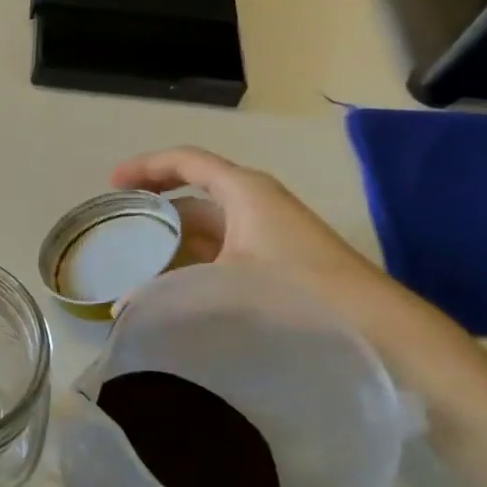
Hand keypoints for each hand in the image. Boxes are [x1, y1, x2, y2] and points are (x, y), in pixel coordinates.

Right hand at [110, 146, 477, 397]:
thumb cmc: (295, 289)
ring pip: (208, 223)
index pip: (185, 161)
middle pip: (193, 192)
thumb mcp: (223, 286)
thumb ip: (167, 295)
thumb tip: (123, 311)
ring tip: (137, 259)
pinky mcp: (275, 258)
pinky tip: (175, 284)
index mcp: (243, 190)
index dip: (145, 167)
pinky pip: (222, 247)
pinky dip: (195, 258)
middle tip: (119, 225)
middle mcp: (255, 202)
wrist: (375, 325)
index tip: (112, 185)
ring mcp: (267, 230)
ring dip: (174, 237)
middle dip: (155, 206)